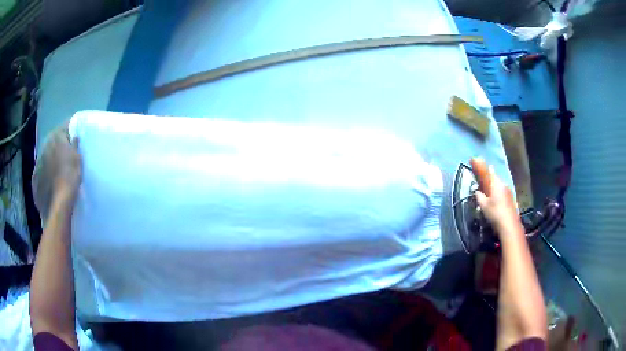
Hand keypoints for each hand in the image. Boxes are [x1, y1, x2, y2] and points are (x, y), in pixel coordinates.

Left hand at [32, 124, 81, 219]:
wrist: (57, 205)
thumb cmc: (70, 178)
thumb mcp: (78, 159)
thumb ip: (75, 145)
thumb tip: (74, 137)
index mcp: (56, 137)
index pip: (64, 127)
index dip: (70, 132)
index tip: (75, 137)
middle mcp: (44, 146)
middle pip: (52, 142)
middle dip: (58, 146)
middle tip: (65, 155)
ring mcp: (37, 164)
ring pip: (45, 158)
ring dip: (50, 161)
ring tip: (57, 171)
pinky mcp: (34, 180)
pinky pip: (40, 174)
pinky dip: (44, 176)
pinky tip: (50, 184)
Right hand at [470, 158, 519, 234]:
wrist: (509, 225)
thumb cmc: (495, 213)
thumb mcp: (483, 205)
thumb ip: (479, 196)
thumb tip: (477, 191)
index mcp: (496, 183)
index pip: (490, 171)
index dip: (484, 166)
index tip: (479, 162)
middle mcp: (503, 185)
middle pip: (496, 179)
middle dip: (490, 179)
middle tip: (484, 183)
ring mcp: (509, 192)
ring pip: (500, 186)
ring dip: (495, 188)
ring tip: (489, 194)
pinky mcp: (512, 199)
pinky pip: (503, 193)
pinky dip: (499, 194)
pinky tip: (496, 202)